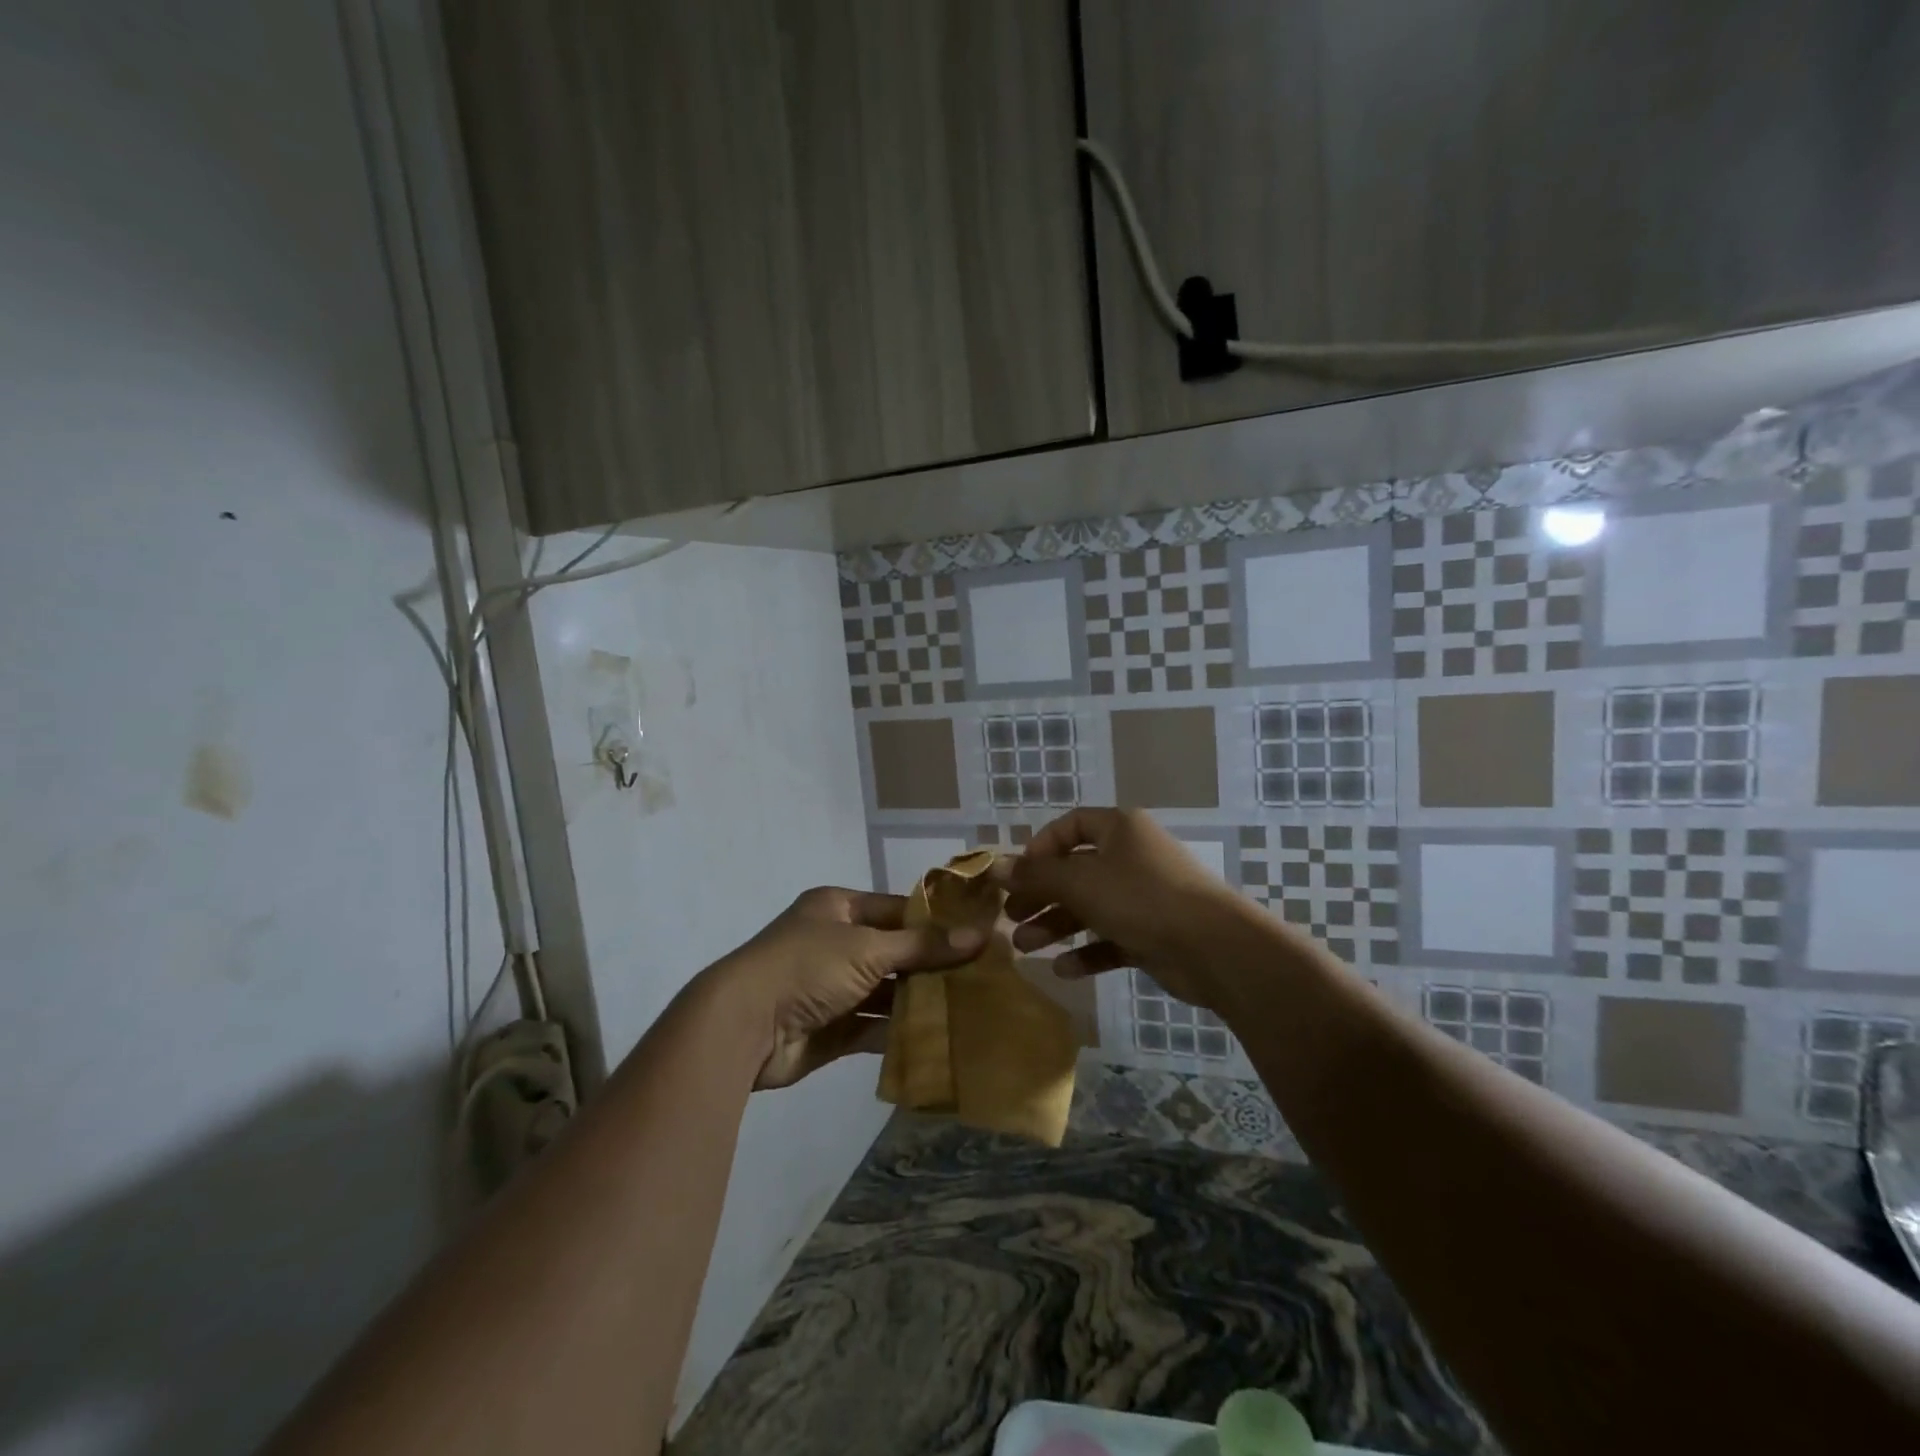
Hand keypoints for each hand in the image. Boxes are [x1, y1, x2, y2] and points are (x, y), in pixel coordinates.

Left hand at [710, 887, 983, 1089]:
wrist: (744, 1026)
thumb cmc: (806, 967)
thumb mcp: (868, 948)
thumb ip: (923, 946)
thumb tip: (979, 935)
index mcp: (838, 908)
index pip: (897, 909)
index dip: (935, 922)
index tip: (977, 935)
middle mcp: (835, 943)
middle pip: (894, 952)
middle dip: (931, 965)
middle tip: (981, 975)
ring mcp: (832, 987)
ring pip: (886, 991)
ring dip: (919, 999)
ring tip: (969, 1006)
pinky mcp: (831, 1027)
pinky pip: (873, 1025)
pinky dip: (900, 1030)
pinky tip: (939, 1036)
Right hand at [994, 807, 1262, 1011]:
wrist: (1213, 947)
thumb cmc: (1141, 898)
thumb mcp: (1080, 882)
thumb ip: (1035, 875)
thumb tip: (993, 866)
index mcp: (1119, 830)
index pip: (1071, 826)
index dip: (1041, 848)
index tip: (1017, 874)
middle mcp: (1131, 857)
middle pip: (1076, 871)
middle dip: (1041, 895)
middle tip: (1011, 917)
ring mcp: (1143, 897)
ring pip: (1090, 907)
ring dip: (1057, 925)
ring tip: (1026, 947)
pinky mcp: (1152, 934)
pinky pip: (1111, 938)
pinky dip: (1087, 952)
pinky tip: (1064, 970)